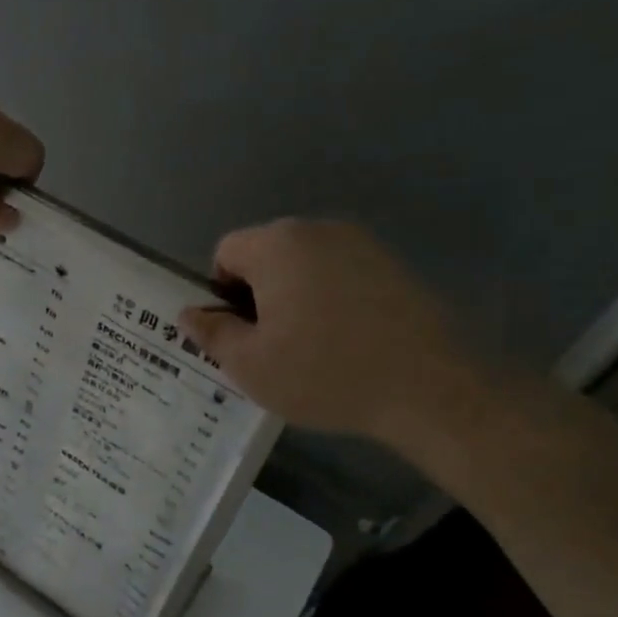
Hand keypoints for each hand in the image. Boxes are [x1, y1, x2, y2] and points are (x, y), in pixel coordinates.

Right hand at [178, 219, 489, 447]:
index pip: (226, 251)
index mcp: (276, 246)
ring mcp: (360, 243)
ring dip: (295, 296)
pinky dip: (332, 298)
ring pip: (305, 264)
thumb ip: (212, 333)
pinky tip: (348, 339)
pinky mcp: (393, 263)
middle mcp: (317, 230)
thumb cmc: (324, 373)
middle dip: (259, 293)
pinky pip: (341, 273)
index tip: (240, 333)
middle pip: (266, 254)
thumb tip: (189, 312)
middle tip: (271, 345)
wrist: (428, 387)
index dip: (221, 293)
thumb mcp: (250, 365)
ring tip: (312, 346)